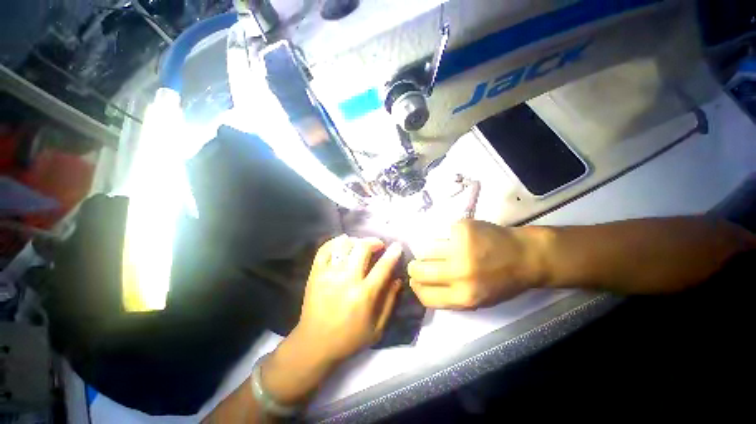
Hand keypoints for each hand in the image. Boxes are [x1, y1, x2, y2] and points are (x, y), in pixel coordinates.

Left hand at [295, 235, 403, 361]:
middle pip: (362, 248)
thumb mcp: (377, 328)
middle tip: (378, 245)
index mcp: (364, 295)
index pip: (383, 267)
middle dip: (374, 242)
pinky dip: (335, 242)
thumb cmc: (349, 339)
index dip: (393, 253)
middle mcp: (346, 280)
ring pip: (344, 245)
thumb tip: (398, 278)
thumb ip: (390, 301)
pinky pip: (324, 250)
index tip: (397, 246)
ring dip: (356, 241)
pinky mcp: (315, 274)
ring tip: (361, 245)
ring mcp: (328, 275)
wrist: (314, 345)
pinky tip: (342, 243)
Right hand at [408, 220, 550, 309]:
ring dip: (425, 251)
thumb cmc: (503, 281)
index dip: (416, 287)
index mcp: (464, 297)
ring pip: (424, 249)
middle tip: (418, 262)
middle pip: (419, 270)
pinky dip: (439, 237)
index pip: (424, 295)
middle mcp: (460, 273)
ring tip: (434, 250)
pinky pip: (438, 234)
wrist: (526, 256)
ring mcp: (460, 248)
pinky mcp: (462, 229)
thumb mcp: (478, 300)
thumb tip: (422, 285)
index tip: (415, 280)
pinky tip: (449, 238)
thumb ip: (449, 296)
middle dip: (415, 267)